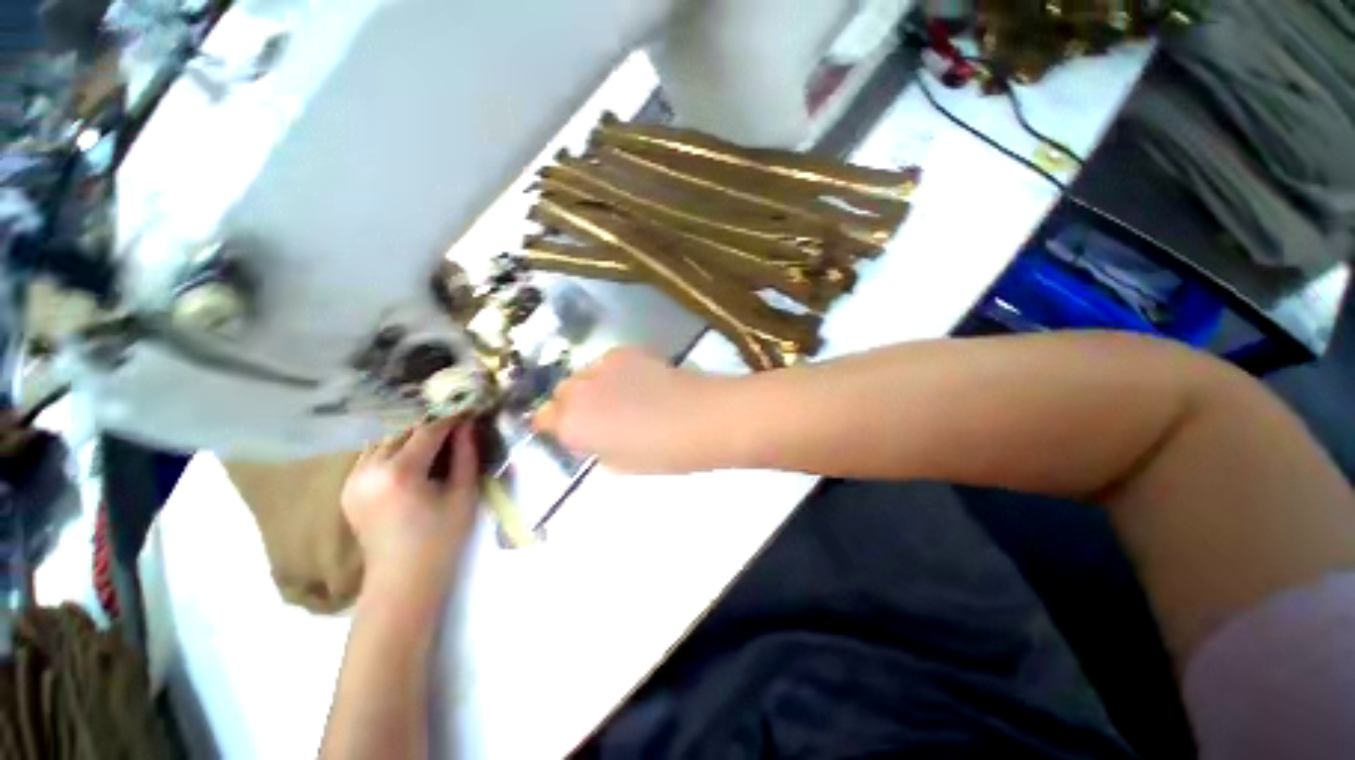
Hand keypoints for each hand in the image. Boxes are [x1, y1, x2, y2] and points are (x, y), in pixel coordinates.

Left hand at [342, 420, 478, 599]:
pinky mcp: (347, 488)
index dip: (451, 420)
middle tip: (456, 428)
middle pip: (402, 432)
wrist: (402, 580)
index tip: (470, 414)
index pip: (427, 431)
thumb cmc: (441, 539)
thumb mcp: (463, 494)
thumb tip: (468, 425)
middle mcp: (368, 470)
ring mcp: (352, 479)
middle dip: (431, 426)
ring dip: (410, 436)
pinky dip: (392, 449)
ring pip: (384, 440)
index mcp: (399, 473)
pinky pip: (370, 455)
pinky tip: (411, 458)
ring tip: (435, 442)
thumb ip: (466, 455)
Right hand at [533, 348, 725, 472]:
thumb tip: (592, 434)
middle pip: (562, 393)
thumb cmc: (662, 453)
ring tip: (623, 396)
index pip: (543, 419)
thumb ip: (595, 446)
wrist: (701, 418)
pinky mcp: (626, 350)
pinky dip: (615, 373)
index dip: (557, 425)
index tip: (575, 432)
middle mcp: (578, 390)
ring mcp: (602, 366)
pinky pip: (608, 363)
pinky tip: (639, 382)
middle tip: (601, 416)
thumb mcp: (619, 463)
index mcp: (572, 424)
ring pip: (584, 374)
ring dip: (594, 386)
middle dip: (574, 404)